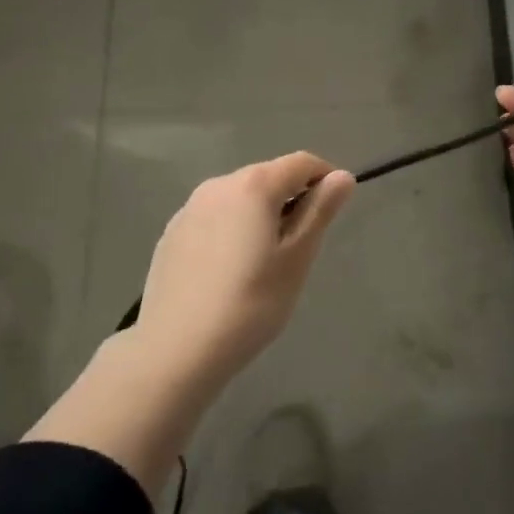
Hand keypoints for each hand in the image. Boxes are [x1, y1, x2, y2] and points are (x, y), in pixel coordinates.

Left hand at [26, 152, 352, 493]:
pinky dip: (232, 230)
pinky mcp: (171, 234)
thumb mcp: (297, 258)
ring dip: (260, 214)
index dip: (325, 178)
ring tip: (264, 261)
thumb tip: (342, 177)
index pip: (301, 162)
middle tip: (301, 245)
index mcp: (254, 185)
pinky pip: (214, 218)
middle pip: (268, 177)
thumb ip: (320, 211)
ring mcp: (189, 209)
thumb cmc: (250, 303)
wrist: (175, 351)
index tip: (333, 212)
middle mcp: (219, 184)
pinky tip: (229, 271)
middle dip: (291, 198)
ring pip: (239, 198)